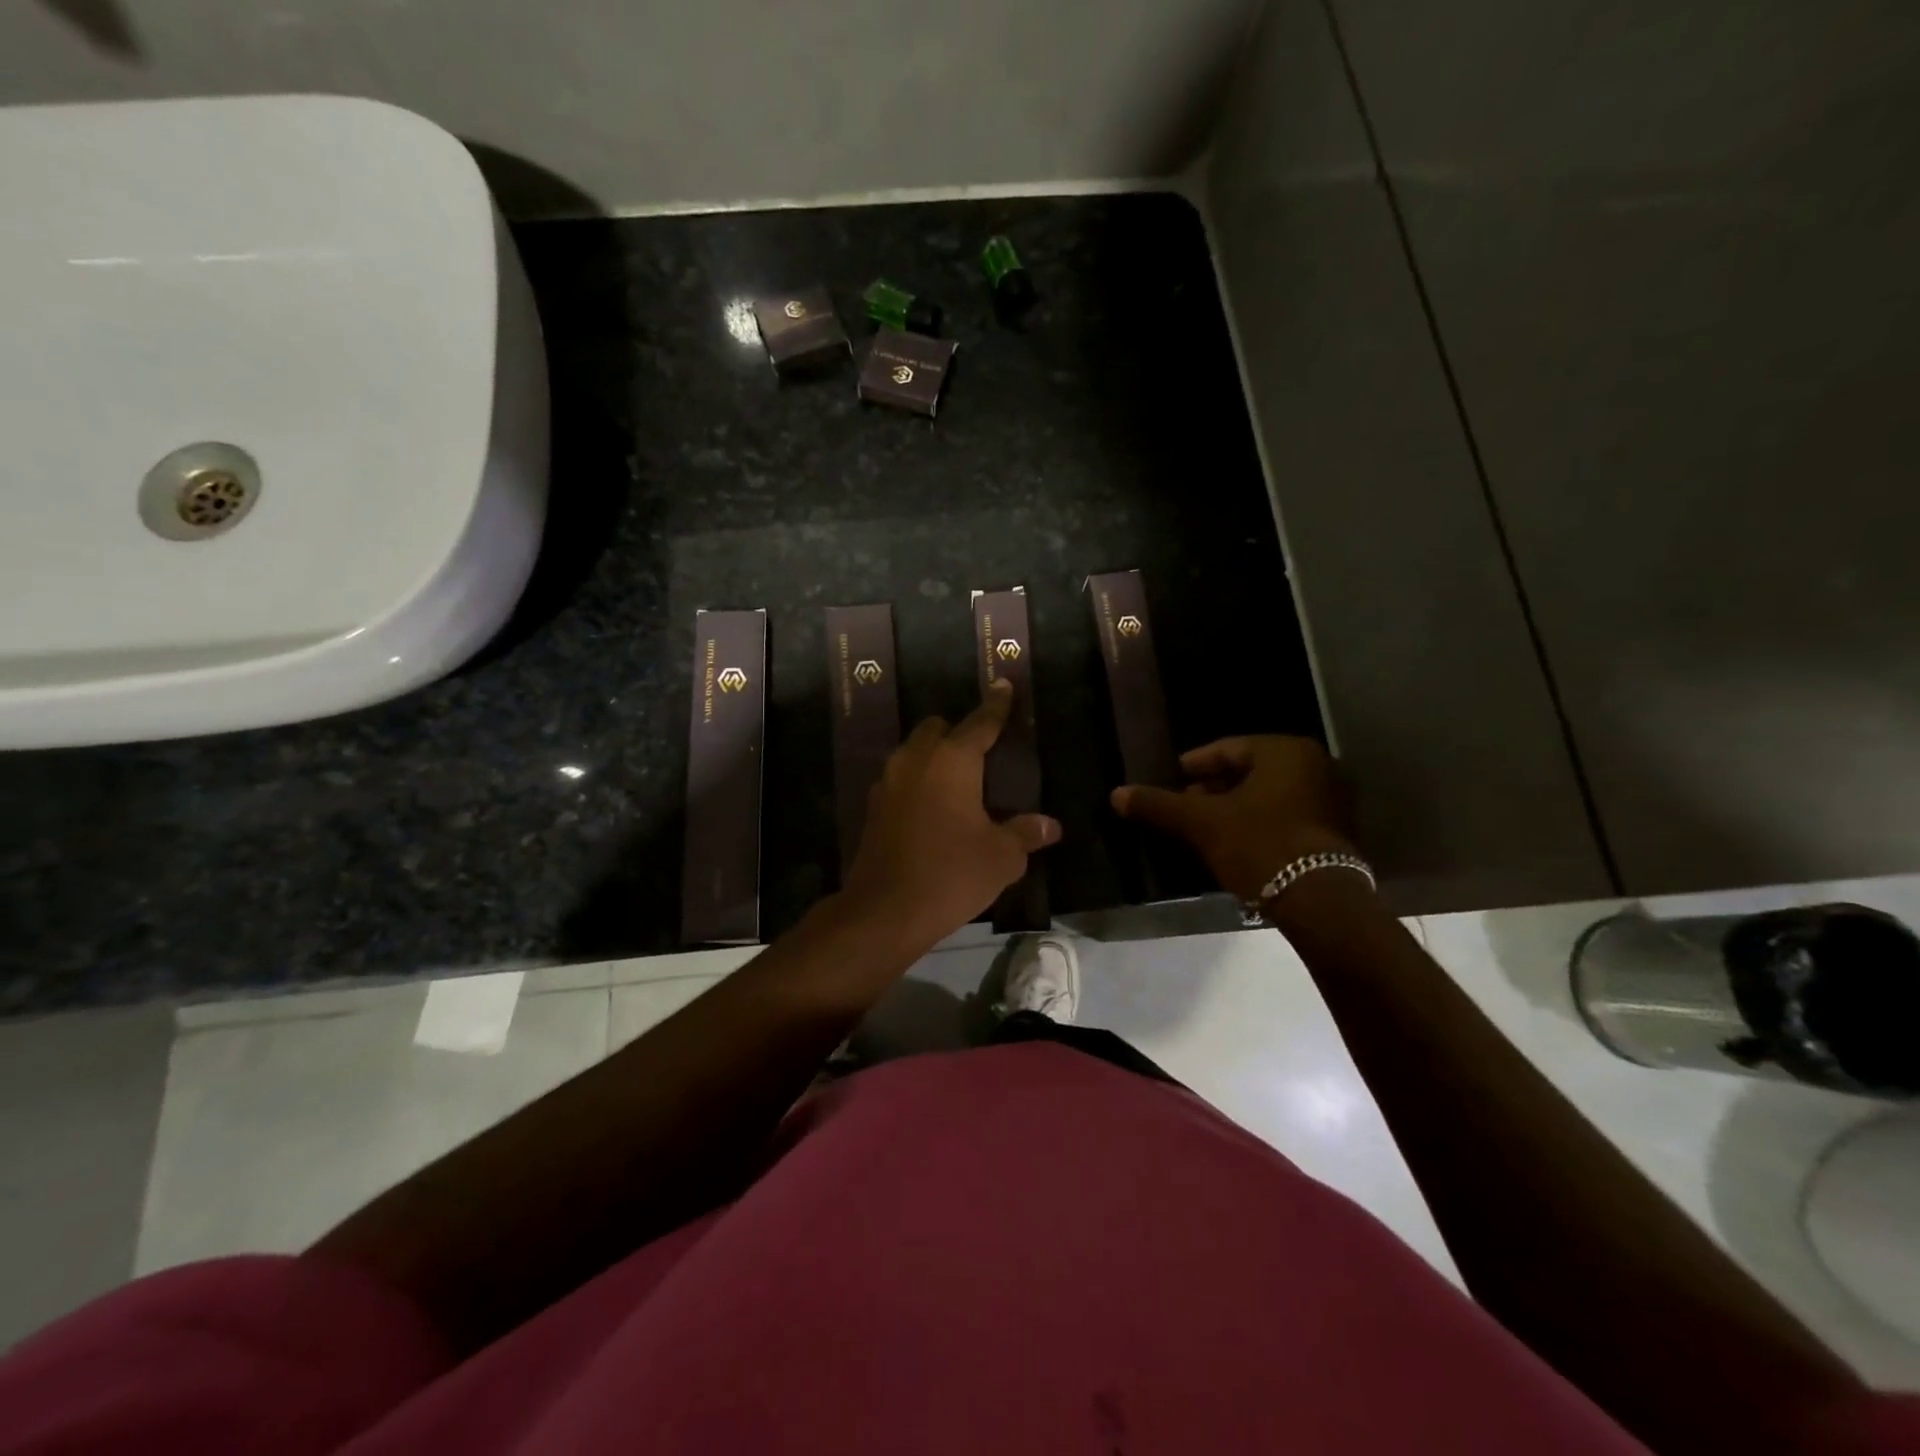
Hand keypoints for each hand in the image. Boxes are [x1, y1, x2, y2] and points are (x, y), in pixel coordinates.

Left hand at [842, 680, 1061, 949]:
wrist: (885, 910)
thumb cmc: (952, 874)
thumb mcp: (1001, 857)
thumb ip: (1025, 834)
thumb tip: (1050, 825)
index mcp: (952, 761)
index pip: (980, 722)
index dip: (996, 704)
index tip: (1003, 685)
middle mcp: (916, 761)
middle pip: (937, 728)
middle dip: (958, 731)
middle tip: (981, 751)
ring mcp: (888, 783)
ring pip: (913, 752)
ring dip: (934, 756)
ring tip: (957, 780)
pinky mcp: (873, 808)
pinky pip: (900, 780)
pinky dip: (918, 783)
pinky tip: (932, 808)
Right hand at [1111, 736, 1356, 901]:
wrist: (1320, 902)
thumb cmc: (1259, 845)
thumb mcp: (1202, 823)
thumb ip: (1159, 805)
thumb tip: (1117, 794)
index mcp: (1286, 751)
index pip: (1226, 749)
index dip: (1192, 765)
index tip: (1170, 781)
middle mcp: (1316, 766)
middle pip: (1249, 771)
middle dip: (1213, 789)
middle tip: (1183, 807)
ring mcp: (1332, 799)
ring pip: (1267, 795)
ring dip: (1235, 808)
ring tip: (1203, 829)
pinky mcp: (1337, 832)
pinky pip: (1286, 816)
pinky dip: (1259, 824)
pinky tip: (1235, 844)